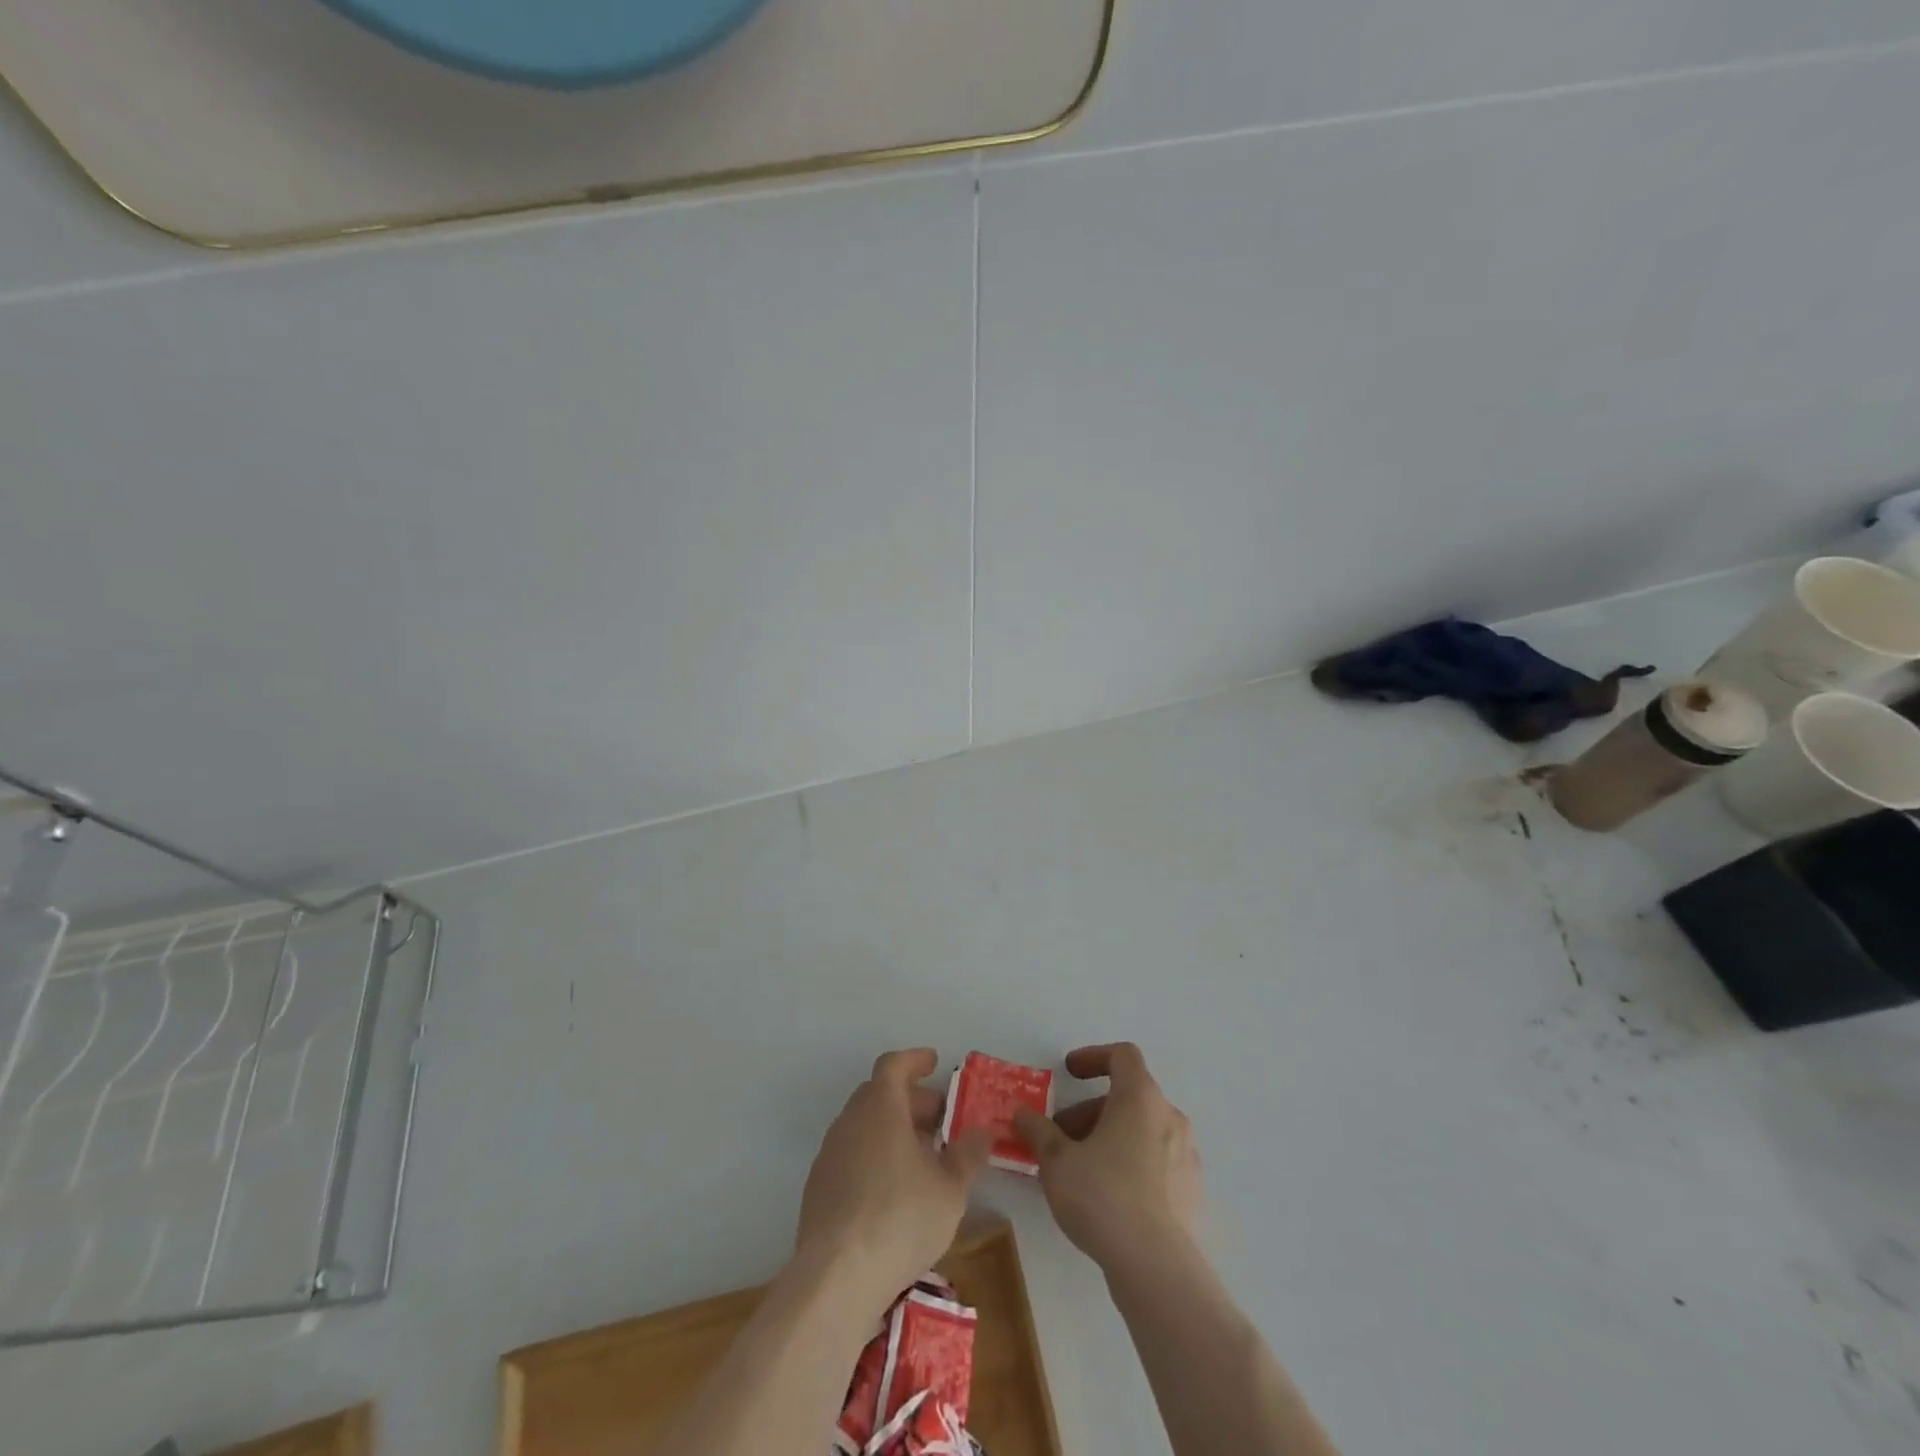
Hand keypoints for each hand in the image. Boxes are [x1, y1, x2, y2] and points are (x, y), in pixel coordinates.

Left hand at [794, 1048, 990, 1310]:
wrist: (836, 1278)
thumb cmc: (900, 1219)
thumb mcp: (951, 1189)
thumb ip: (969, 1155)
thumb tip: (981, 1132)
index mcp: (880, 1108)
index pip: (894, 1065)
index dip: (915, 1060)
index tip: (934, 1062)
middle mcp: (850, 1121)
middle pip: (879, 1094)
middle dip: (910, 1100)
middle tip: (938, 1118)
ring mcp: (829, 1155)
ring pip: (864, 1126)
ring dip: (892, 1129)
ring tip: (922, 1158)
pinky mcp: (818, 1189)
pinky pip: (851, 1155)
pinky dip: (874, 1156)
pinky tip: (893, 1190)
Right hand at [1014, 1043, 1202, 1274]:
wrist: (1157, 1267)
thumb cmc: (1103, 1196)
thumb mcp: (1056, 1161)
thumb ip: (1038, 1130)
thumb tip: (1022, 1114)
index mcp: (1141, 1097)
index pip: (1122, 1055)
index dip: (1093, 1057)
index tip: (1068, 1073)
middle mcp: (1170, 1117)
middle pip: (1128, 1097)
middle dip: (1090, 1111)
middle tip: (1061, 1137)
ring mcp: (1187, 1155)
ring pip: (1143, 1130)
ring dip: (1110, 1138)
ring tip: (1081, 1170)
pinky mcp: (1193, 1192)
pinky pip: (1158, 1162)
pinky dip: (1132, 1164)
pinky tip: (1110, 1198)